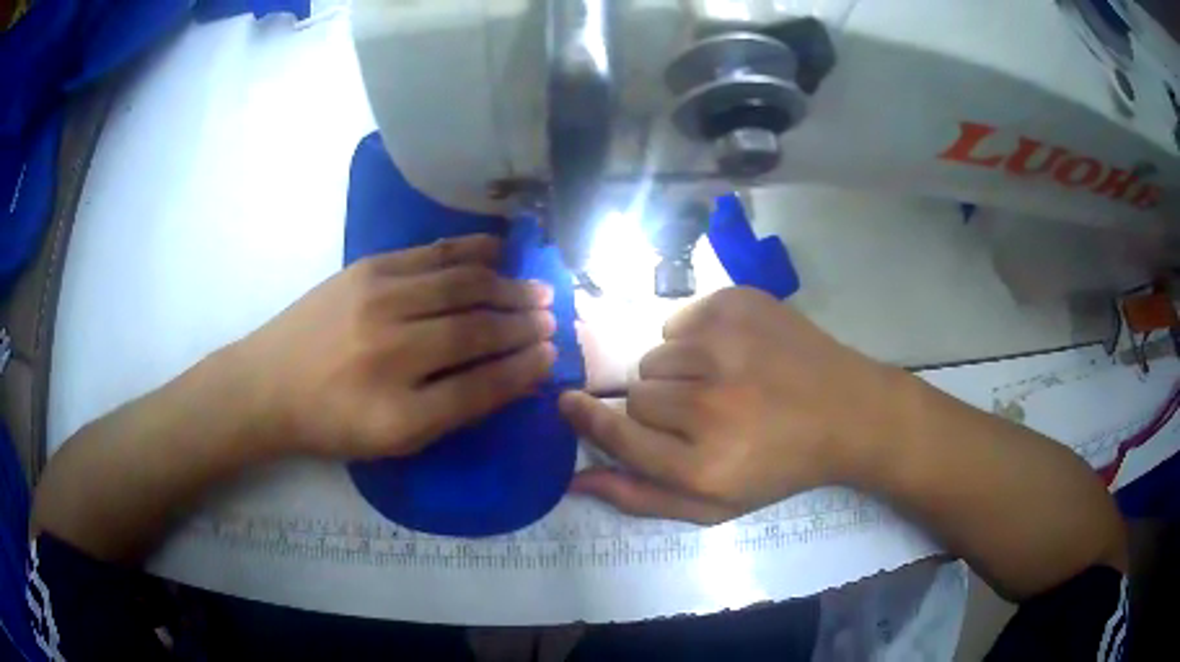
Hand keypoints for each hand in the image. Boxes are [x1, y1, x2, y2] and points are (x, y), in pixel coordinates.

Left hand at [232, 235, 555, 458]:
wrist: (266, 384)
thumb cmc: (331, 422)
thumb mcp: (393, 439)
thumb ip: (454, 410)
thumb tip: (510, 377)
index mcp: (398, 405)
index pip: (481, 383)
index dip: (523, 367)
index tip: (552, 354)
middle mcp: (392, 346)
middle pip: (475, 327)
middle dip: (522, 322)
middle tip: (553, 316)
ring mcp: (378, 297)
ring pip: (460, 284)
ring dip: (506, 287)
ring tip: (535, 289)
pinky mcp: (367, 267)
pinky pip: (431, 253)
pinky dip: (471, 250)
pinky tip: (498, 250)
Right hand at [560, 287, 905, 523]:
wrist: (847, 411)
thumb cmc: (780, 466)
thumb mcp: (715, 504)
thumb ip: (642, 496)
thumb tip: (576, 480)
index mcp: (703, 463)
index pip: (616, 433)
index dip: (586, 418)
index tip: (567, 403)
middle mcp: (710, 403)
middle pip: (636, 393)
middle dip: (656, 407)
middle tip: (698, 414)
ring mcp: (727, 344)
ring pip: (656, 355)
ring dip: (675, 373)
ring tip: (719, 383)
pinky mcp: (738, 304)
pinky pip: (680, 319)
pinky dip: (693, 338)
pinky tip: (732, 354)